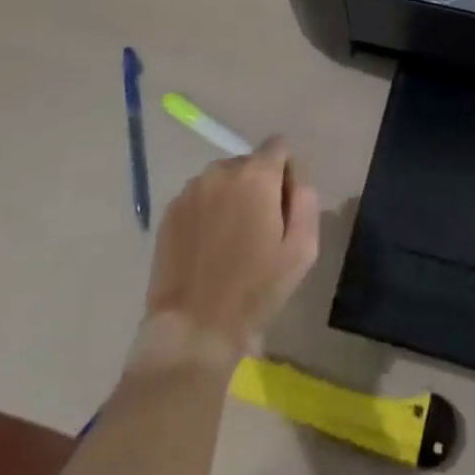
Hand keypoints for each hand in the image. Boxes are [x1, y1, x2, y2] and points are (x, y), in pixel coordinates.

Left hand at [134, 139, 319, 375]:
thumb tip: (295, 173)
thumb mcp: (302, 248)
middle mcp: (221, 170)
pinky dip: (207, 212)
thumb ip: (305, 198)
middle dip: (258, 186)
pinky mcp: (169, 210)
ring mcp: (191, 189)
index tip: (283, 207)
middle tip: (259, 229)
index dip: (286, 172)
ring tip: (230, 241)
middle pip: (249, 163)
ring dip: (231, 197)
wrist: (195, 328)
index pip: (279, 146)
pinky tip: (207, 248)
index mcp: (256, 175)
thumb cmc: (256, 290)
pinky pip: (199, 197)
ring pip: (222, 180)